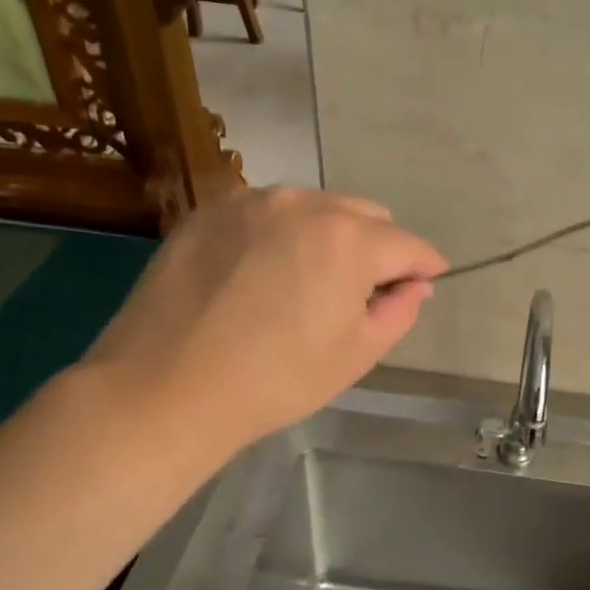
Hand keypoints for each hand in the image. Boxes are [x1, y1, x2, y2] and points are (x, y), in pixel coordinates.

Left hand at [81, 187, 445, 455]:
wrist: (166, 388)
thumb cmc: (276, 380)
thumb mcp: (357, 354)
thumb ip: (401, 310)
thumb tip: (415, 284)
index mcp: (349, 239)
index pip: (408, 245)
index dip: (424, 268)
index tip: (423, 286)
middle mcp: (304, 203)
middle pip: (366, 214)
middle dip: (378, 248)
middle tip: (359, 293)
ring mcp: (251, 201)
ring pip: (316, 207)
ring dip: (330, 236)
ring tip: (307, 282)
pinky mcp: (209, 210)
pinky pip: (268, 211)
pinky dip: (282, 233)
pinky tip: (262, 273)